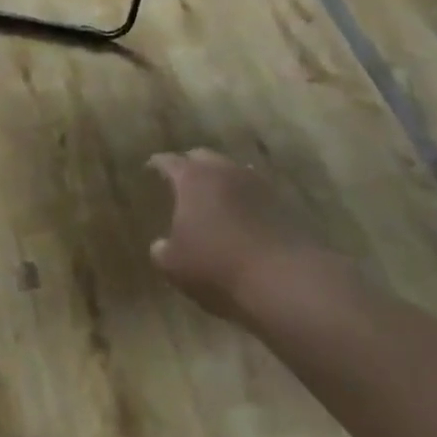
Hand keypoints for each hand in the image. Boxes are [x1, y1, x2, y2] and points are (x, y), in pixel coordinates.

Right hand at [149, 149, 334, 325]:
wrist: (286, 280)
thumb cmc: (217, 265)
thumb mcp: (174, 265)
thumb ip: (162, 250)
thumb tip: (161, 245)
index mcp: (192, 178)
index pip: (168, 160)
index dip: (157, 164)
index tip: (150, 168)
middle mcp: (224, 171)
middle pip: (203, 157)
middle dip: (191, 165)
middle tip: (183, 180)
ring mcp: (258, 185)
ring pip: (234, 172)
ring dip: (223, 182)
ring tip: (216, 199)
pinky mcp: (285, 204)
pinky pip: (258, 194)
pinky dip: (247, 201)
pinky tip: (244, 219)